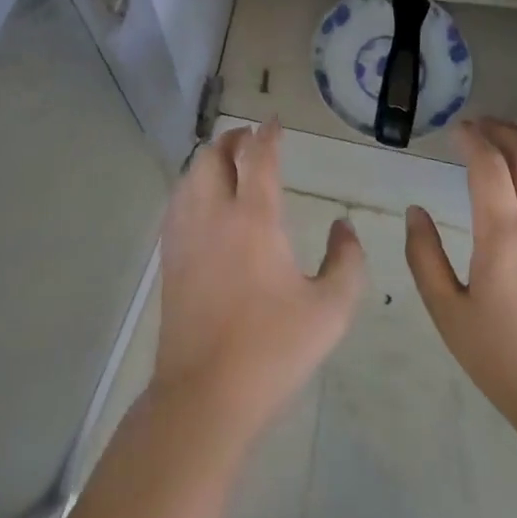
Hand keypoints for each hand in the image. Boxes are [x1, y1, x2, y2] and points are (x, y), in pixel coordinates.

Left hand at [151, 120, 365, 454]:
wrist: (205, 393)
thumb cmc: (273, 349)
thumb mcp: (331, 310)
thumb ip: (347, 261)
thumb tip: (344, 226)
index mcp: (254, 218)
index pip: (258, 157)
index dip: (268, 135)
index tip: (274, 123)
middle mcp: (214, 213)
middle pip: (214, 155)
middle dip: (233, 140)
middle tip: (251, 140)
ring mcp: (185, 234)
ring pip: (190, 174)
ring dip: (210, 159)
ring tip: (228, 163)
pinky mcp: (169, 256)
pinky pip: (177, 200)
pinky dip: (192, 184)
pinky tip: (203, 201)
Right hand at [405, 119, 516, 440]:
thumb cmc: (503, 359)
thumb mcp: (447, 312)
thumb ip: (425, 257)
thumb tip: (416, 212)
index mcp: (503, 236)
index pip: (488, 165)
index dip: (471, 139)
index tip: (455, 129)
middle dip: (504, 131)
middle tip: (481, 125)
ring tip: (511, 137)